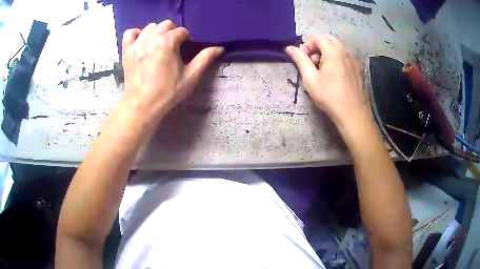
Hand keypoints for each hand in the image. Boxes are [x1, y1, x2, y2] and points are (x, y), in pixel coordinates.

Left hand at [120, 20, 223, 122]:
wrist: (141, 105)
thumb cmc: (167, 92)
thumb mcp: (190, 77)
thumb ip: (205, 59)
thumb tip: (219, 48)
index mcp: (167, 43)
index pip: (181, 31)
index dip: (186, 39)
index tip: (186, 49)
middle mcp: (151, 38)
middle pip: (165, 24)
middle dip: (172, 32)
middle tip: (174, 46)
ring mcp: (137, 44)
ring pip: (149, 27)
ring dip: (157, 32)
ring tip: (159, 44)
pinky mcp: (127, 51)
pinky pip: (130, 33)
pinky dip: (137, 34)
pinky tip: (142, 41)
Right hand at [285, 35, 369, 129]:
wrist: (352, 114)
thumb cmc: (329, 96)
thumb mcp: (310, 78)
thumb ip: (300, 60)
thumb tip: (289, 48)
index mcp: (333, 51)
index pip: (318, 38)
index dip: (307, 45)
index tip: (303, 59)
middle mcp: (345, 51)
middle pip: (328, 40)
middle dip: (317, 48)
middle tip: (312, 63)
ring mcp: (353, 60)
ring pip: (337, 48)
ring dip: (326, 53)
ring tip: (322, 70)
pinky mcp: (357, 68)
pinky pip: (344, 57)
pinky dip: (335, 59)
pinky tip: (333, 75)